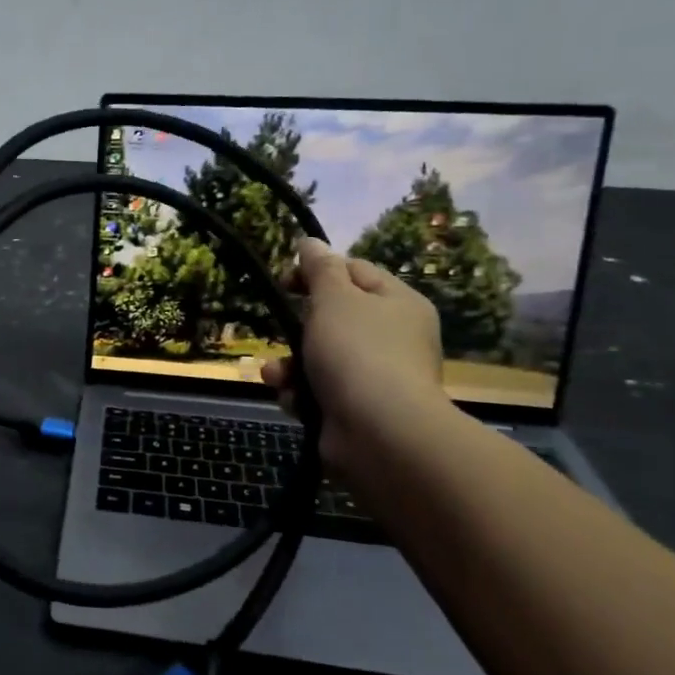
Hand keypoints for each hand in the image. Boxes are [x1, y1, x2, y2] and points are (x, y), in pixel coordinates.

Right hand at [261, 238, 447, 469]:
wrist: (379, 432)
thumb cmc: (356, 352)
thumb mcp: (333, 298)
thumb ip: (319, 268)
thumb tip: (310, 242)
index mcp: (398, 303)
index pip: (355, 271)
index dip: (317, 271)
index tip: (285, 282)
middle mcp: (393, 337)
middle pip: (333, 317)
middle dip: (297, 327)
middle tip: (281, 329)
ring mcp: (376, 377)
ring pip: (318, 357)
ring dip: (290, 365)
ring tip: (276, 375)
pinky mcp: (357, 410)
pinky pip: (319, 391)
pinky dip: (300, 394)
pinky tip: (292, 400)